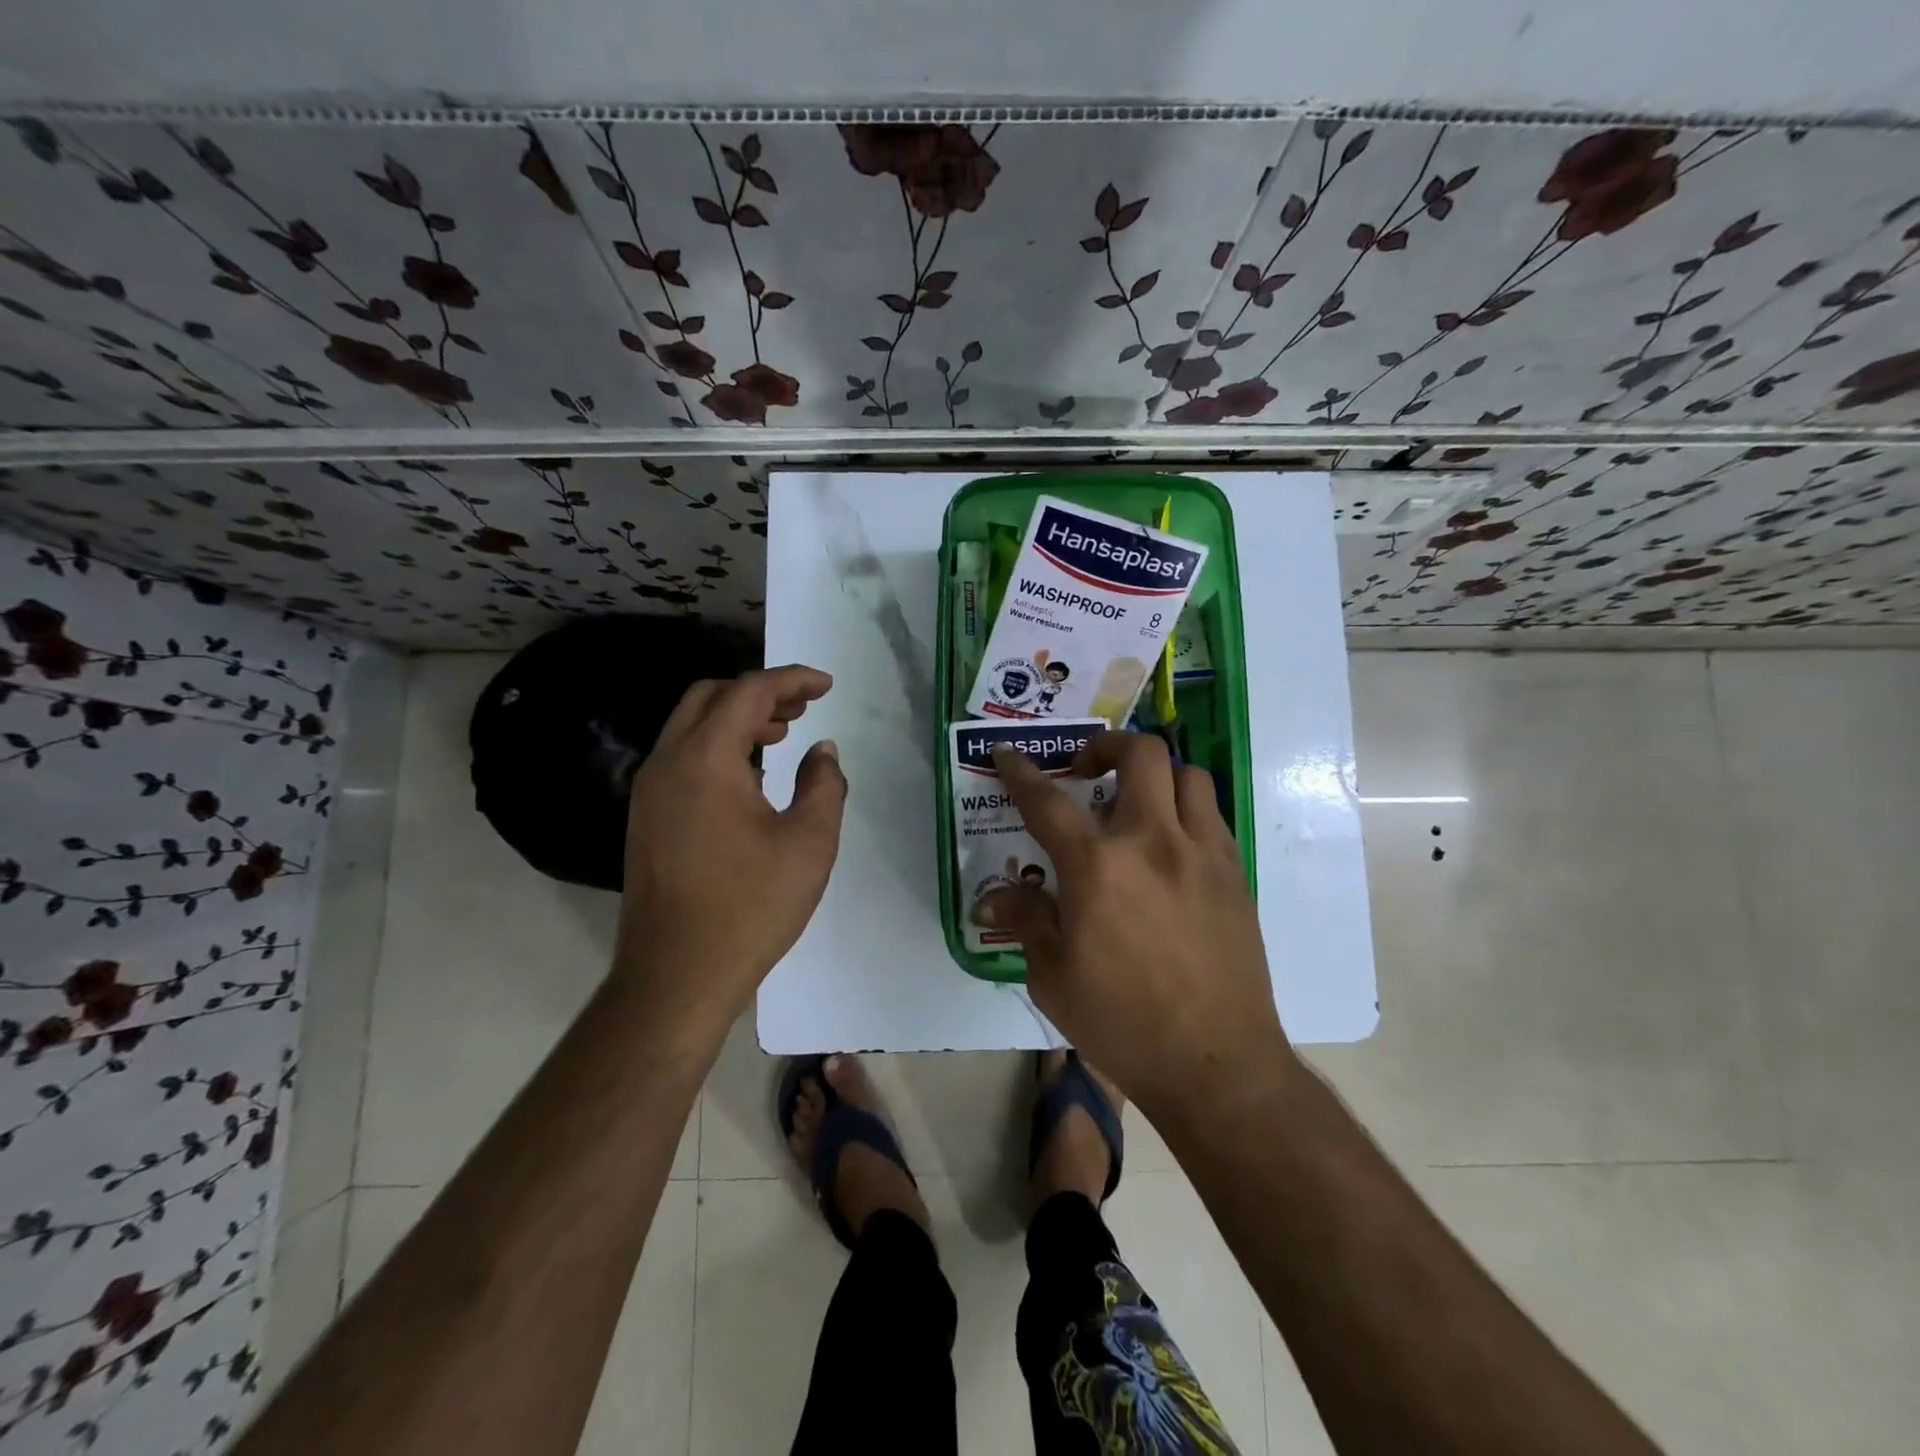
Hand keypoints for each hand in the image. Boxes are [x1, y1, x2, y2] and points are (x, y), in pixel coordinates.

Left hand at [614, 665, 846, 1030]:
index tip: (826, 685)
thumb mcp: (809, 843)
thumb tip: (822, 751)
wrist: (676, 976)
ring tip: (783, 734)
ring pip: (690, 727)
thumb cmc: (750, 907)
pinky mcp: (646, 819)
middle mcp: (667, 763)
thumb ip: (823, 784)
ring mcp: (649, 792)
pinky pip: (682, 759)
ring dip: (736, 719)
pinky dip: (717, 747)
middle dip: (759, 692)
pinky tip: (750, 777)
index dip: (791, 680)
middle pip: (710, 697)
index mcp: (705, 759)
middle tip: (803, 708)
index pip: (748, 692)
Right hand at [979, 731, 1289, 1112]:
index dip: (1021, 772)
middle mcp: (1152, 842)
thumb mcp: (1052, 977)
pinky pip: (1210, 814)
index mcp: (1097, 867)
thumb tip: (991, 896)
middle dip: (1106, 746)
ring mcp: (1202, 852)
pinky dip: (1184, 809)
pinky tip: (1168, 845)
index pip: (1047, 800)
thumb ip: (1026, 920)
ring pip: (1186, 774)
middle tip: (1086, 770)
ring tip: (1134, 802)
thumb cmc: (1122, 1023)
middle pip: (1139, 754)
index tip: (1008, 754)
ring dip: (1154, 774)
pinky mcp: (1234, 873)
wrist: (1216, 1063)